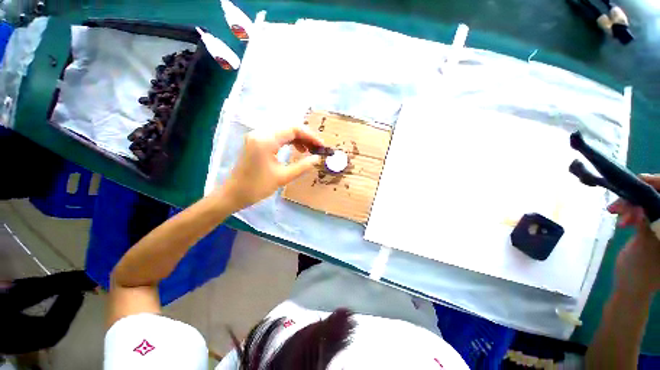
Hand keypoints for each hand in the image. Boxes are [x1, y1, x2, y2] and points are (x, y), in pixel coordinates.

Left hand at [221, 125, 322, 208]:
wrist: (234, 194)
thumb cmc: (257, 187)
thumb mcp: (283, 177)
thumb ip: (303, 166)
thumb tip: (317, 159)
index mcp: (266, 140)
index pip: (293, 129)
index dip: (310, 136)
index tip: (321, 146)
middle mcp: (261, 133)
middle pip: (289, 128)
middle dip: (305, 137)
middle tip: (317, 148)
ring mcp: (257, 136)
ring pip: (283, 131)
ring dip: (298, 139)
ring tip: (309, 150)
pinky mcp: (256, 141)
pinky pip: (277, 136)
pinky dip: (289, 141)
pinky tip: (297, 149)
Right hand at [608, 174, 659, 295]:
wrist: (631, 287)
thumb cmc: (639, 272)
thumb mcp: (643, 248)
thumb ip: (645, 224)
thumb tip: (640, 203)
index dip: (658, 185)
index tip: (640, 180)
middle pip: (657, 199)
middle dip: (638, 197)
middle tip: (618, 204)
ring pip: (647, 204)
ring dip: (630, 206)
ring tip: (614, 213)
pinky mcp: (652, 227)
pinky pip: (642, 211)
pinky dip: (630, 211)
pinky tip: (620, 218)